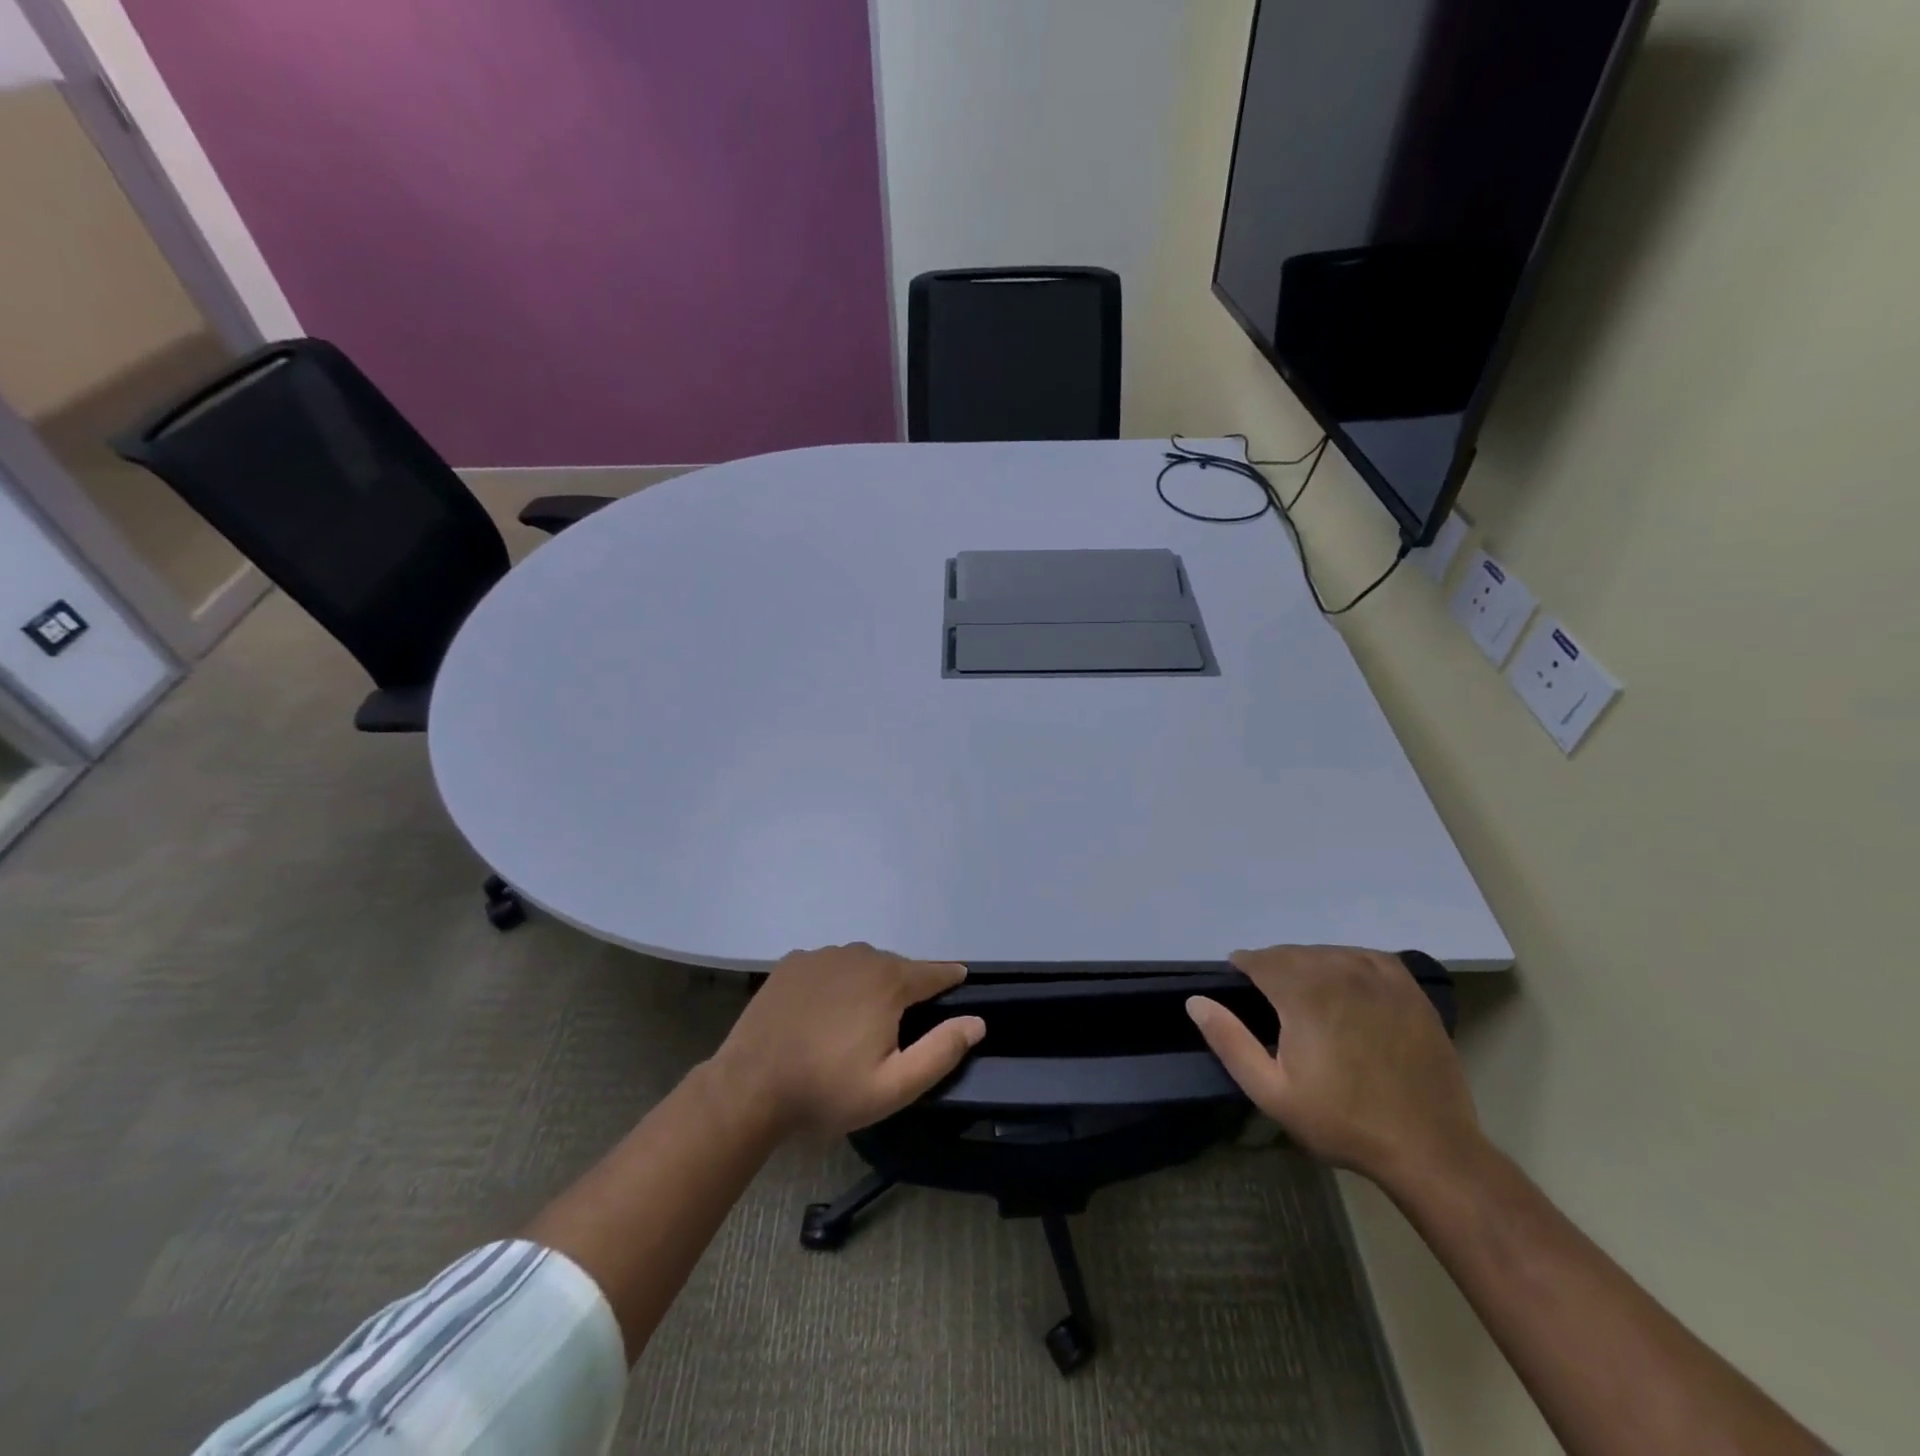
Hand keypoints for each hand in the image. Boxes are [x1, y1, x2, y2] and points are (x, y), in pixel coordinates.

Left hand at [711, 944, 985, 1136]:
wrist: (749, 1087)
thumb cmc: (826, 1090)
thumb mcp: (893, 1086)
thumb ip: (941, 1051)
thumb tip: (977, 1021)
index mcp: (888, 981)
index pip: (934, 972)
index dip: (949, 979)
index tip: (960, 983)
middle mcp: (859, 956)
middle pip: (896, 968)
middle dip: (904, 990)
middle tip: (897, 1027)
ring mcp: (821, 956)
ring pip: (861, 965)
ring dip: (868, 985)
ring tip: (858, 1022)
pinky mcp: (792, 963)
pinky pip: (828, 967)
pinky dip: (835, 983)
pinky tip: (823, 1012)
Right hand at [1186, 946, 1483, 1189]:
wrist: (1428, 1147)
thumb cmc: (1343, 1121)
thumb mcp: (1272, 1092)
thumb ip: (1230, 1041)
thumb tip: (1196, 1001)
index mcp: (1303, 992)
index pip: (1259, 959)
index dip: (1243, 968)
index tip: (1239, 987)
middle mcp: (1339, 971)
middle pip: (1291, 953)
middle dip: (1273, 968)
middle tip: (1270, 1001)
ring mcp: (1378, 976)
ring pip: (1326, 952)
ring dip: (1308, 965)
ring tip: (1305, 996)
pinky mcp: (1407, 987)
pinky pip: (1363, 956)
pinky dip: (1345, 963)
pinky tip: (1343, 984)